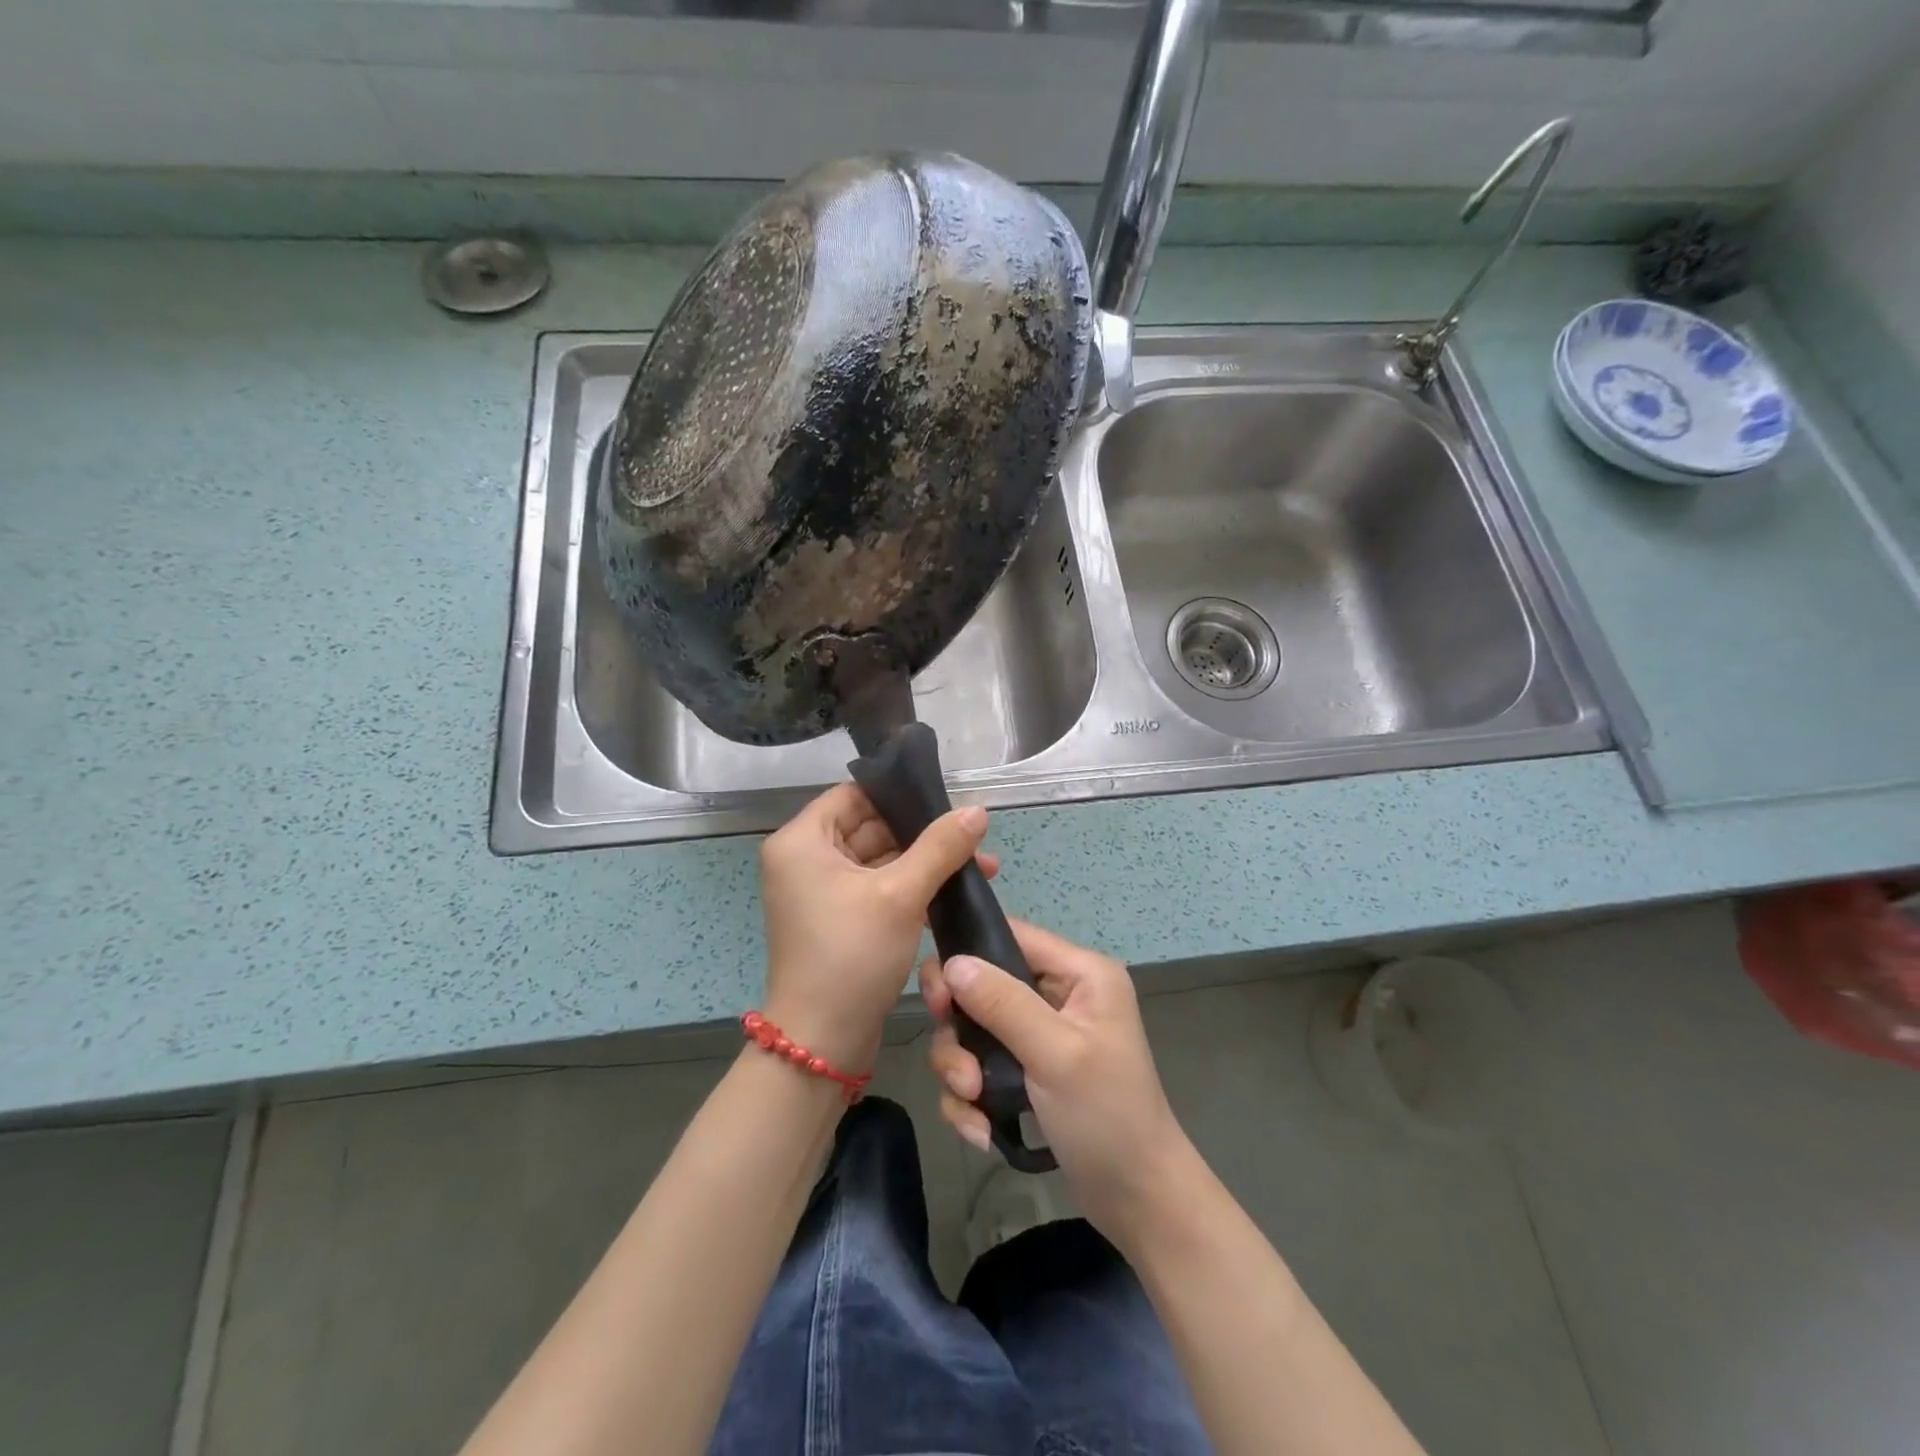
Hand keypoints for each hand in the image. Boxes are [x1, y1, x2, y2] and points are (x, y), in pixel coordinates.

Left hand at [759, 784, 995, 1075]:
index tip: (946, 799)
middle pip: (871, 827)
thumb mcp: (900, 895)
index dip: (899, 794)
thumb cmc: (851, 955)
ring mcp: (822, 892)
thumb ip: (940, 847)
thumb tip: (978, 810)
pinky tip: (955, 892)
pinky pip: (878, 888)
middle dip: (924, 834)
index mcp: (802, 841)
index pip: (854, 795)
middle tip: (976, 838)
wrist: (822, 1043)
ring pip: (880, 860)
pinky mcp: (840, 919)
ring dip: (925, 863)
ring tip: (982, 866)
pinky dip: (912, 888)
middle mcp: (805, 860)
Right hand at [920, 921, 1192, 1240]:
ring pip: (973, 1029)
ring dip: (962, 1069)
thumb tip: (952, 963)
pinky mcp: (1026, 1069)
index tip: (937, 997)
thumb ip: (1003, 1003)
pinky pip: (979, 1065)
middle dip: (961, 1030)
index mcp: (1079, 972)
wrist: (1137, 1201)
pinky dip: (972, 1098)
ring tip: (974, 1104)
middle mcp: (1059, 993)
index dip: (968, 953)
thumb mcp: (1056, 1054)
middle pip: (982, 985)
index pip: (1012, 935)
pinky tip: (981, 1130)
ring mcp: (1040, 1033)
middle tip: (958, 1067)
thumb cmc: (1107, 1117)